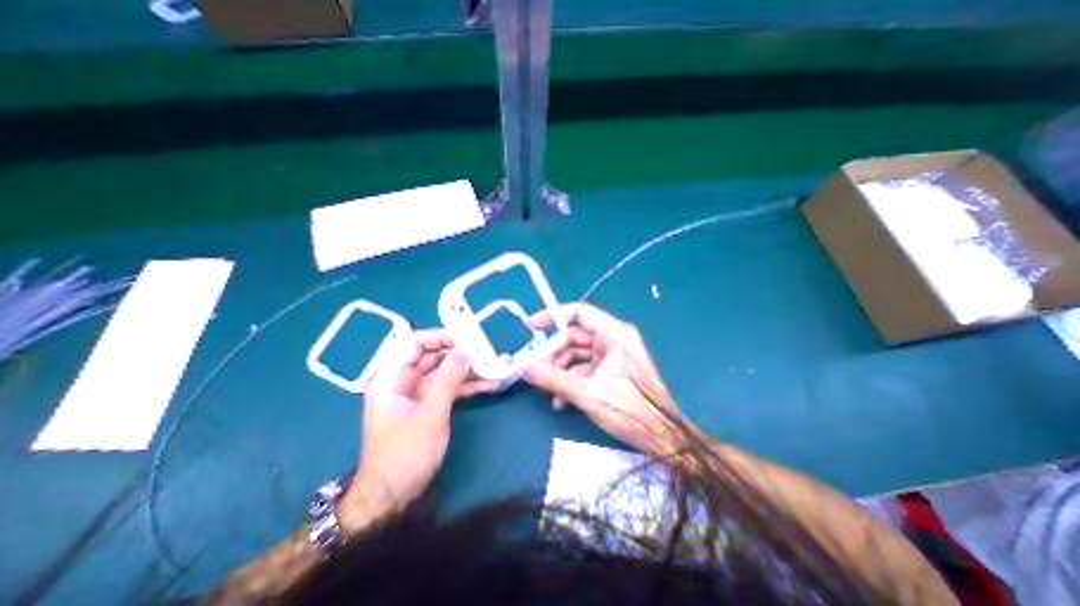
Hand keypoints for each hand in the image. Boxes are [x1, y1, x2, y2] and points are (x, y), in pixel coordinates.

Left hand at [338, 328, 498, 533]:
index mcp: (391, 378)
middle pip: (433, 357)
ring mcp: (417, 395)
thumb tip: (466, 350)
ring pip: (445, 373)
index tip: (466, 336)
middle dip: (460, 353)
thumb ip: (449, 379)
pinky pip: (449, 389)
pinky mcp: (429, 407)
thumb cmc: (405, 454)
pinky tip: (490, 383)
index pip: (414, 344)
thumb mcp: (430, 413)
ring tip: (496, 364)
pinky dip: (467, 386)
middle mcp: (403, 381)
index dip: (439, 337)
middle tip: (487, 349)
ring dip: (469, 370)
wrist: (392, 498)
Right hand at [520, 304, 680, 455]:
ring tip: (547, 387)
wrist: (662, 438)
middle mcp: (614, 339)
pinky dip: (572, 379)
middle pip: (575, 336)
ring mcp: (614, 356)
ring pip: (578, 354)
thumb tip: (524, 367)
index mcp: (614, 334)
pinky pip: (586, 368)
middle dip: (554, 352)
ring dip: (561, 369)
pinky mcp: (613, 371)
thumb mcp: (587, 393)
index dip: (553, 316)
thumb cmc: (631, 411)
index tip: (532, 326)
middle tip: (534, 366)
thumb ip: (553, 379)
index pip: (579, 313)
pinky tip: (561, 399)